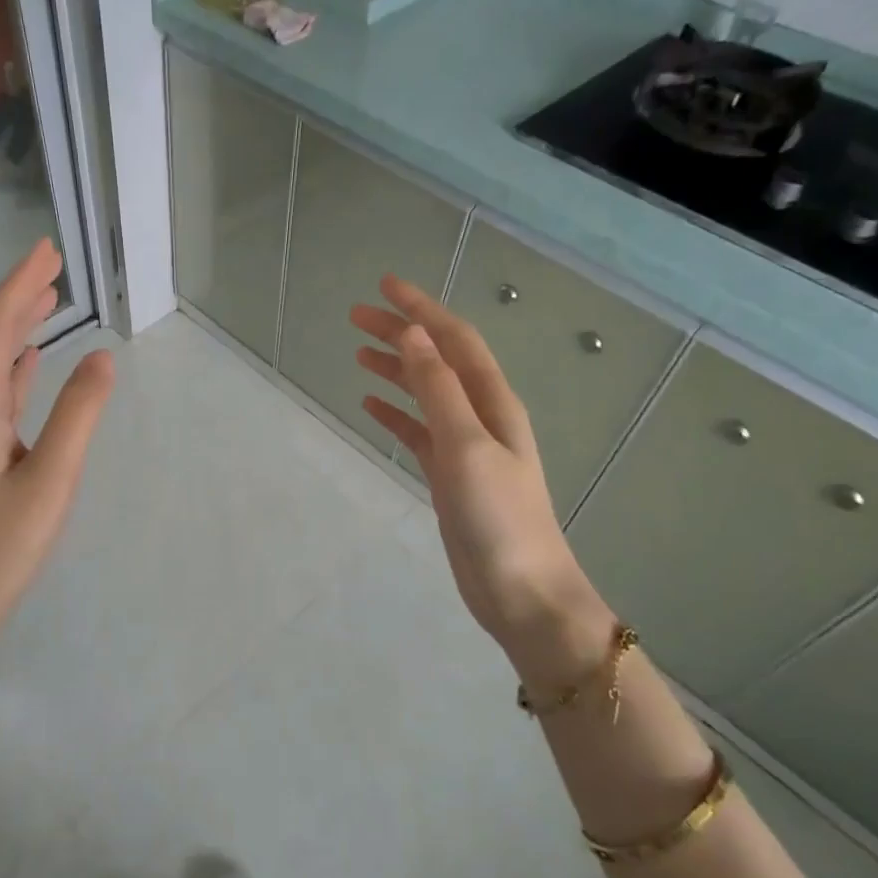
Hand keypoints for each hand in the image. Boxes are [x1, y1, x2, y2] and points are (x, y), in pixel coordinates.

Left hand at [0, 239, 114, 721]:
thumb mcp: (49, 481)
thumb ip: (77, 417)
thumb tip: (103, 358)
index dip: (20, 285)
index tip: (47, 250)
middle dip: (18, 297)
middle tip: (52, 264)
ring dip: (17, 329)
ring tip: (47, 301)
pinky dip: (15, 369)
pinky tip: (29, 364)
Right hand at [351, 275, 617, 694]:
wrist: (521, 591)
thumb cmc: (498, 517)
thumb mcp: (466, 445)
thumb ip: (439, 389)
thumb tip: (413, 334)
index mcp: (493, 401)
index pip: (454, 339)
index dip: (421, 308)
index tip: (384, 286)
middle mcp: (481, 415)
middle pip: (437, 359)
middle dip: (401, 333)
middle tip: (355, 316)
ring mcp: (465, 446)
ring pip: (425, 393)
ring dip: (395, 368)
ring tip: (357, 352)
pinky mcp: (449, 475)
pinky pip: (418, 430)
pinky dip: (395, 412)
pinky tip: (371, 404)